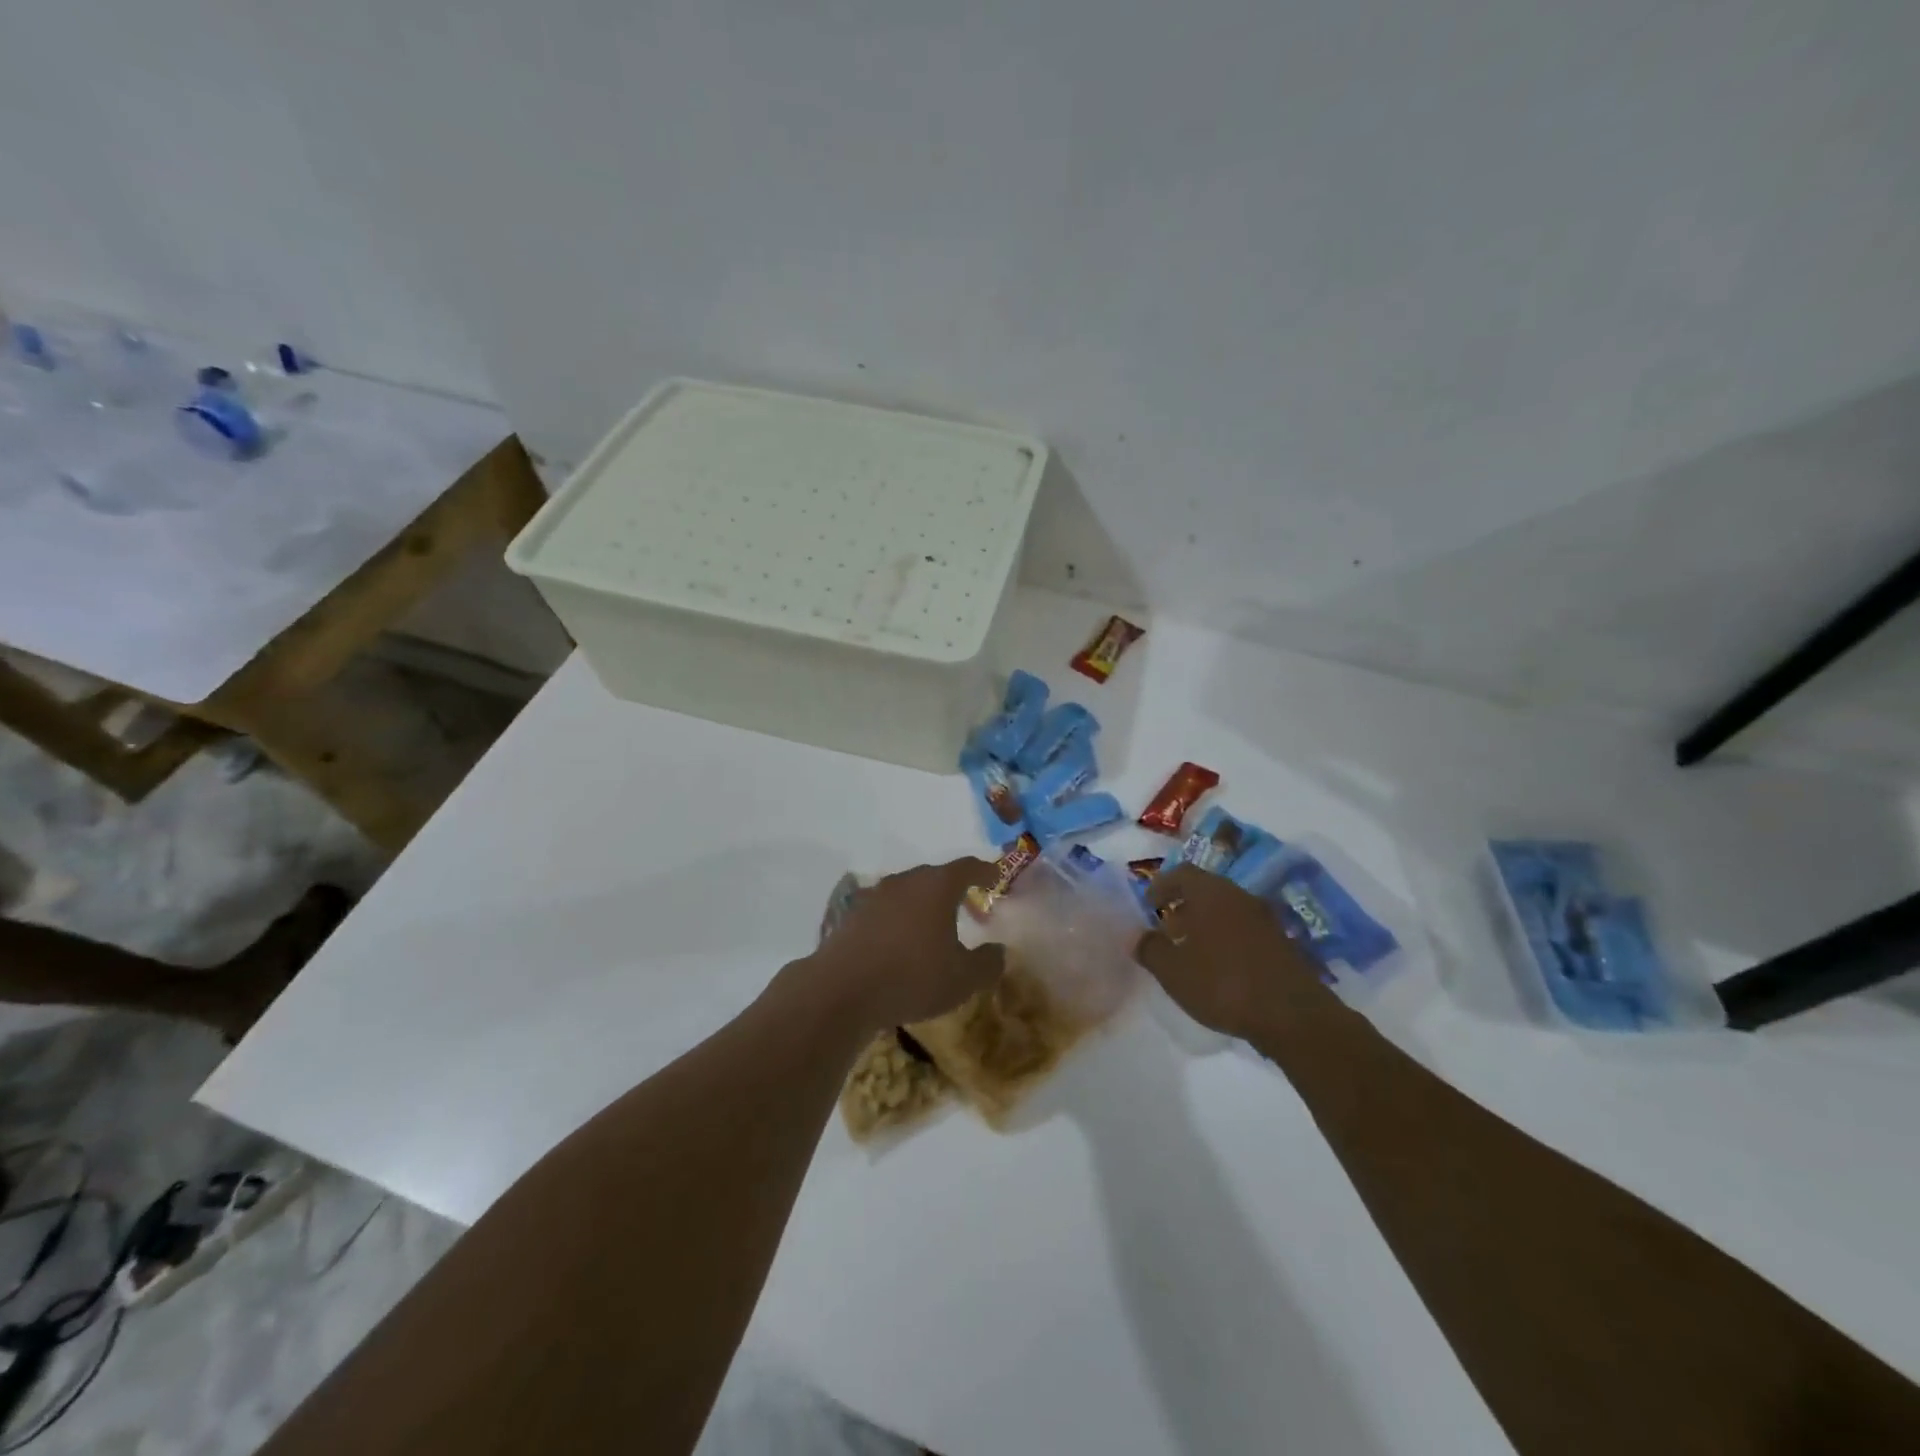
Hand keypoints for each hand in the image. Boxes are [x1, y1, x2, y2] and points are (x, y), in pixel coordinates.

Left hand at [808, 859, 1005, 1030]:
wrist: (842, 990)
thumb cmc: (912, 977)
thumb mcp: (963, 979)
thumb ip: (988, 963)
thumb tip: (999, 950)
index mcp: (936, 886)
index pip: (967, 867)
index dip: (986, 871)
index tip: (996, 877)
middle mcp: (906, 881)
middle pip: (935, 876)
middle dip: (954, 889)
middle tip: (969, 907)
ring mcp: (875, 895)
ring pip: (908, 892)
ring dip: (924, 905)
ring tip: (935, 928)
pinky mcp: (853, 915)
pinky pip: (887, 910)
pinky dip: (900, 920)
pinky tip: (902, 944)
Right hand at [1135, 864, 1337, 1041]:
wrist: (1293, 1016)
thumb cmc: (1223, 984)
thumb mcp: (1173, 971)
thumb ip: (1149, 949)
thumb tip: (1135, 935)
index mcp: (1211, 893)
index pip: (1181, 873)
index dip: (1161, 886)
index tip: (1148, 906)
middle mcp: (1239, 896)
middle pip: (1205, 890)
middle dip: (1183, 906)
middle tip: (1166, 931)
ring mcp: (1265, 919)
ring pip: (1226, 910)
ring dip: (1205, 924)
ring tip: (1190, 952)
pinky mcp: (1281, 943)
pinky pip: (1244, 929)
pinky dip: (1226, 939)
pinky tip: (1219, 968)